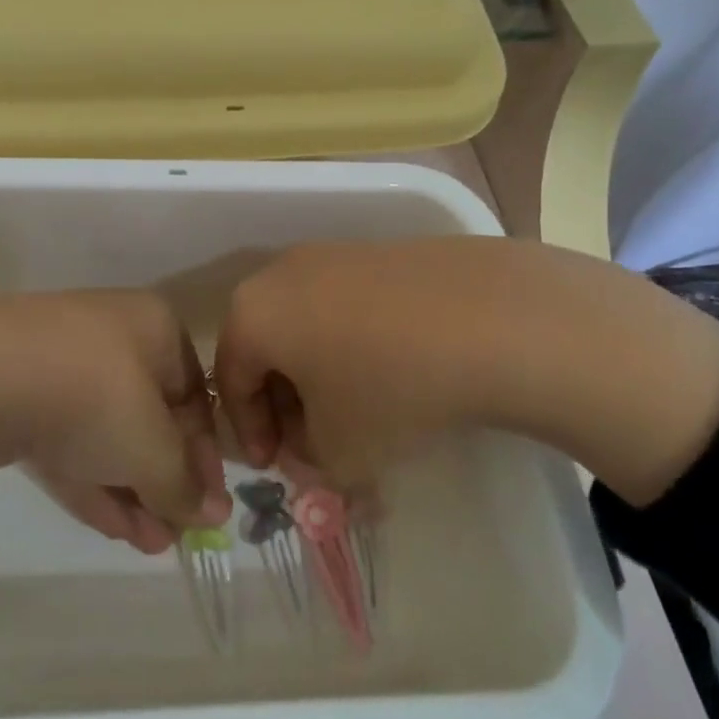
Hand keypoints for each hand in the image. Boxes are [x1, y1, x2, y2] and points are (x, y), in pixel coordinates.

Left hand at [0, 288, 228, 552]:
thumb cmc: (96, 397)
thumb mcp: (154, 447)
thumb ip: (184, 485)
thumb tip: (214, 514)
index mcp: (157, 330)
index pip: (195, 397)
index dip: (206, 456)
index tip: (209, 507)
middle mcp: (116, 340)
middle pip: (152, 418)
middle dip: (166, 480)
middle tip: (179, 534)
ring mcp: (66, 369)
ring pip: (110, 435)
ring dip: (134, 490)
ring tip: (153, 546)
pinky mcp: (26, 401)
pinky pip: (73, 444)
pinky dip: (96, 482)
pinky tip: (118, 530)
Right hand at [212, 238, 718, 504]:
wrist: (488, 317)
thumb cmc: (388, 386)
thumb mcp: (339, 449)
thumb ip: (309, 460)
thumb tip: (312, 447)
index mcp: (253, 313)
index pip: (230, 379)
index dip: (248, 431)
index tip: (275, 467)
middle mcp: (282, 272)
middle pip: (266, 346)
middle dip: (283, 401)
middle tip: (311, 443)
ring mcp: (334, 255)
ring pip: (306, 323)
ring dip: (318, 372)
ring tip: (355, 411)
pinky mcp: (380, 252)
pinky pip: (346, 305)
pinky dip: (352, 342)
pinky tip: (392, 372)